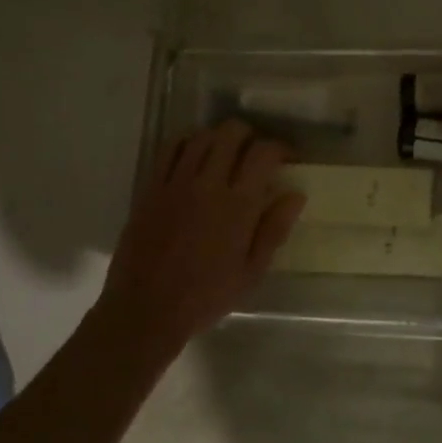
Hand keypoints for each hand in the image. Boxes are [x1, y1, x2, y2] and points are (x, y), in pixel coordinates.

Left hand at [97, 120, 305, 354]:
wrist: (146, 309)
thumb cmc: (206, 296)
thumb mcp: (252, 271)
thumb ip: (274, 229)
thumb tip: (295, 195)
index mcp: (238, 205)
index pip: (263, 153)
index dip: (280, 148)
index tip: (287, 159)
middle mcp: (208, 183)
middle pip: (231, 133)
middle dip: (250, 136)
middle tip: (255, 156)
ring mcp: (175, 182)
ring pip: (201, 136)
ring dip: (219, 139)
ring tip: (225, 156)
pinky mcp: (151, 188)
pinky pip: (169, 149)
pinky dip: (187, 143)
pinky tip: (194, 157)